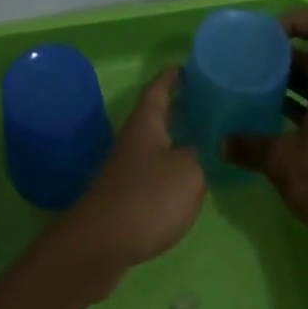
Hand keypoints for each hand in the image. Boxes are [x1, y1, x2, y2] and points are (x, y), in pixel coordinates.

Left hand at [54, 67, 205, 293]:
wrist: (102, 242)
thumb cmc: (148, 197)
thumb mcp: (188, 172)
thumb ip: (197, 156)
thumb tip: (195, 149)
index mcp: (146, 123)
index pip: (158, 89)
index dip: (172, 77)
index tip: (186, 66)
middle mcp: (133, 138)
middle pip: (155, 114)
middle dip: (178, 105)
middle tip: (205, 101)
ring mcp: (126, 166)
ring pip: (154, 140)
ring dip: (174, 135)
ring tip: (202, 136)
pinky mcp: (125, 192)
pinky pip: (152, 166)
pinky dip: (169, 163)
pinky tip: (185, 176)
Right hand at [224, 9, 307, 250]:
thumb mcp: (282, 162)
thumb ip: (250, 147)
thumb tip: (222, 143)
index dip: (299, 21)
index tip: (269, 33)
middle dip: (285, 55)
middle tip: (253, 62)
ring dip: (291, 83)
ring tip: (258, 90)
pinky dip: (301, 107)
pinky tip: (276, 125)